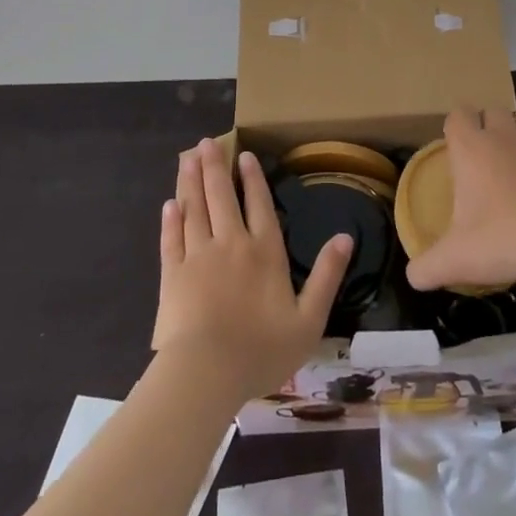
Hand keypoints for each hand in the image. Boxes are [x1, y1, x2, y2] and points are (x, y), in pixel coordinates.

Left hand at [152, 138, 351, 402]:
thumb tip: (346, 237)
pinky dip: (171, 219)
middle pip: (222, 196)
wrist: (206, 373)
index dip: (253, 178)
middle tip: (207, 141)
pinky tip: (169, 204)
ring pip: (195, 209)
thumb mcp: (309, 319)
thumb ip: (327, 276)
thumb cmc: (262, 350)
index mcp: (265, 252)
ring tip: (187, 157)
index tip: (244, 155)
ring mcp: (199, 256)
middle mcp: (231, 243)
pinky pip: (172, 238)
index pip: (259, 205)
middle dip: (215, 166)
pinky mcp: (173, 275)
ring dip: (191, 181)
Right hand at [404, 108, 515, 291]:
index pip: (458, 114)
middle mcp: (507, 136)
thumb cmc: (506, 239)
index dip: (456, 127)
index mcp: (474, 149)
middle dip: (489, 125)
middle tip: (487, 159)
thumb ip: (428, 267)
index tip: (457, 149)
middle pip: (494, 110)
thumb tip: (413, 278)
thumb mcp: (458, 260)